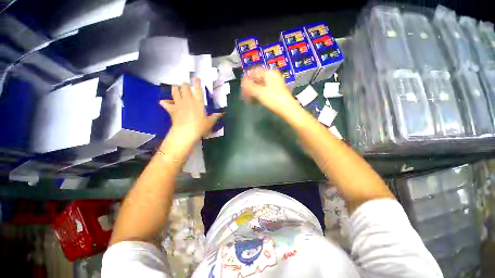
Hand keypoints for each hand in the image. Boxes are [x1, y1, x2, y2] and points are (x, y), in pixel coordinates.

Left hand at [160, 78, 222, 145]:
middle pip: (184, 87)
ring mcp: (178, 104)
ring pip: (175, 92)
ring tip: (176, 86)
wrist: (185, 133)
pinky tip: (164, 101)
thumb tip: (222, 113)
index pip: (198, 89)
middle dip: (184, 83)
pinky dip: (165, 102)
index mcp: (198, 102)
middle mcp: (188, 100)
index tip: (196, 77)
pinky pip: (165, 103)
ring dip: (175, 88)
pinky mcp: (172, 110)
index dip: (197, 82)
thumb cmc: (200, 127)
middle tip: (185, 82)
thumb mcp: (210, 122)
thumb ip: (215, 116)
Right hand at [240, 67, 299, 115]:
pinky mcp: (276, 92)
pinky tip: (254, 102)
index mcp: (269, 73)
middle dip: (249, 87)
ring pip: (261, 87)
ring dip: (253, 92)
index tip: (241, 85)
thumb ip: (249, 86)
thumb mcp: (259, 92)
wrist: (287, 109)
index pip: (255, 71)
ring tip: (248, 100)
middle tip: (243, 95)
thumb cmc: (273, 98)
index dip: (247, 77)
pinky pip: (264, 91)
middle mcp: (272, 77)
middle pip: (257, 80)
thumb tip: (242, 82)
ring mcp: (275, 85)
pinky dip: (259, 95)